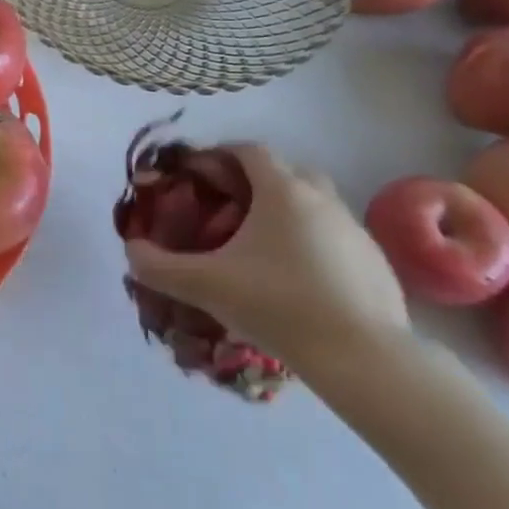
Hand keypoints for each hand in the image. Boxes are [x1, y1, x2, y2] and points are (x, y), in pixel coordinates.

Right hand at [123, 144, 408, 370]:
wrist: (363, 358)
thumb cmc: (277, 304)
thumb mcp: (204, 286)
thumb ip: (158, 266)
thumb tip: (131, 251)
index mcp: (283, 191)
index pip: (249, 150)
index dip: (221, 155)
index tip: (200, 175)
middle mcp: (323, 199)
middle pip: (288, 171)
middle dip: (258, 182)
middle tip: (232, 209)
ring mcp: (355, 231)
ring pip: (316, 204)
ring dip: (289, 214)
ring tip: (263, 249)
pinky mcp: (377, 263)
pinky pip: (337, 238)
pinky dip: (315, 245)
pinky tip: (300, 281)